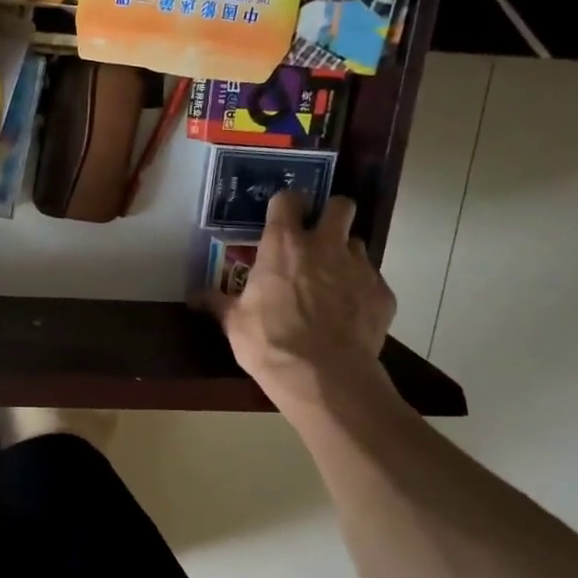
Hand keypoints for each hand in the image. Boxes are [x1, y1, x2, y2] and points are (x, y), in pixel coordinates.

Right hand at [210, 191, 397, 410]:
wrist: (323, 377)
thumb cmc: (269, 342)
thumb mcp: (234, 323)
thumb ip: (219, 302)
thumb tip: (194, 296)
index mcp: (284, 245)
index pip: (288, 200)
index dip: (286, 206)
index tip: (281, 219)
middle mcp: (325, 245)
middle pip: (340, 205)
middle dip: (331, 214)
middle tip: (318, 237)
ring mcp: (359, 267)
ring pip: (357, 243)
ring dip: (344, 254)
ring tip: (332, 280)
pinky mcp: (382, 293)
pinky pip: (372, 281)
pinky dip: (361, 291)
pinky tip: (349, 315)